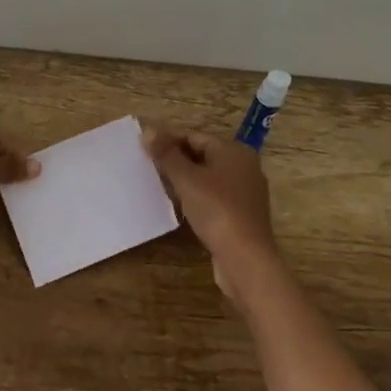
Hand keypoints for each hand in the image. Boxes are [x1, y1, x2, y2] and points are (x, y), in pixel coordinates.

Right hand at [141, 128, 281, 305]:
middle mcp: (244, 166)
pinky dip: (197, 197)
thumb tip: (147, 131)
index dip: (168, 141)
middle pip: (203, 155)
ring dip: (185, 180)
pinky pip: (215, 196)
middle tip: (149, 167)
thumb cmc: (216, 210)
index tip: (144, 149)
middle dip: (176, 160)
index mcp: (234, 151)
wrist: (245, 259)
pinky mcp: (242, 214)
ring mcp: (246, 192)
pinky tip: (180, 206)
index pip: (195, 136)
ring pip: (208, 177)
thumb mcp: (186, 179)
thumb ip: (166, 154)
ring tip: (160, 186)